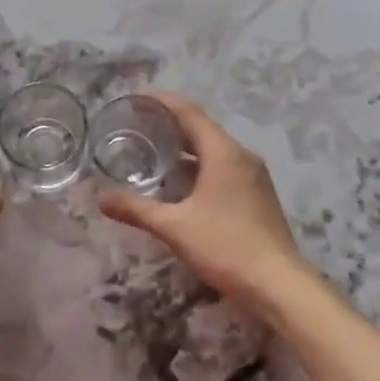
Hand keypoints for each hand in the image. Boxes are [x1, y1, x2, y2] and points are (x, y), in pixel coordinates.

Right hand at [98, 93, 315, 312]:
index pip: (190, 113)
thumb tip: (100, 198)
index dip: (162, 101)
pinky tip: (180, 184)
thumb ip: (136, 209)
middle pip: (202, 129)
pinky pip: (223, 168)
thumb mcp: (174, 227)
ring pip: (214, 150)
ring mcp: (253, 177)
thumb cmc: (226, 246)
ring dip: (185, 148)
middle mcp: (241, 157)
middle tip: (138, 124)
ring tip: (154, 151)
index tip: (137, 97)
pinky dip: (199, 166)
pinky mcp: (257, 196)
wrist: (279, 284)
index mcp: (223, 153)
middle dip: (170, 124)